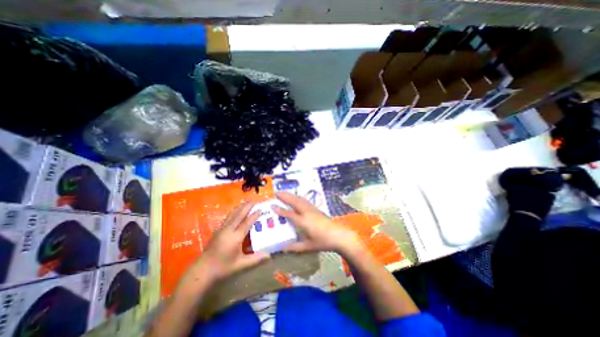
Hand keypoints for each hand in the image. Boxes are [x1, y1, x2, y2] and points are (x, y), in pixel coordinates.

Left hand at [178, 202, 269, 293]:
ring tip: (246, 202)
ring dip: (240, 207)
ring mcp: (222, 229)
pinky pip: (228, 217)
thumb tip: (269, 255)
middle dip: (247, 206)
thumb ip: (255, 259)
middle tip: (254, 200)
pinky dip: (234, 211)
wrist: (202, 270)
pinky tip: (236, 211)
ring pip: (232, 214)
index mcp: (235, 237)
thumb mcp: (240, 264)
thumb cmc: (223, 268)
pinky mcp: (217, 230)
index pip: (247, 223)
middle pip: (239, 214)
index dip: (254, 215)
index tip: (260, 209)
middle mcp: (228, 230)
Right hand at [272, 191, 359, 253]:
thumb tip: (283, 249)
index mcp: (304, 222)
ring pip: (300, 199)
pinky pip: (304, 200)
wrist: (339, 235)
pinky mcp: (316, 208)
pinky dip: (297, 197)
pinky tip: (296, 197)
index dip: (280, 210)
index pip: (289, 214)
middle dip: (285, 196)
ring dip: (291, 195)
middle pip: (294, 202)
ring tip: (283, 193)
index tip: (272, 206)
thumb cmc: (323, 242)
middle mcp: (307, 213)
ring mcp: (312, 209)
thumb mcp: (308, 247)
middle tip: (276, 192)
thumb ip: (295, 247)